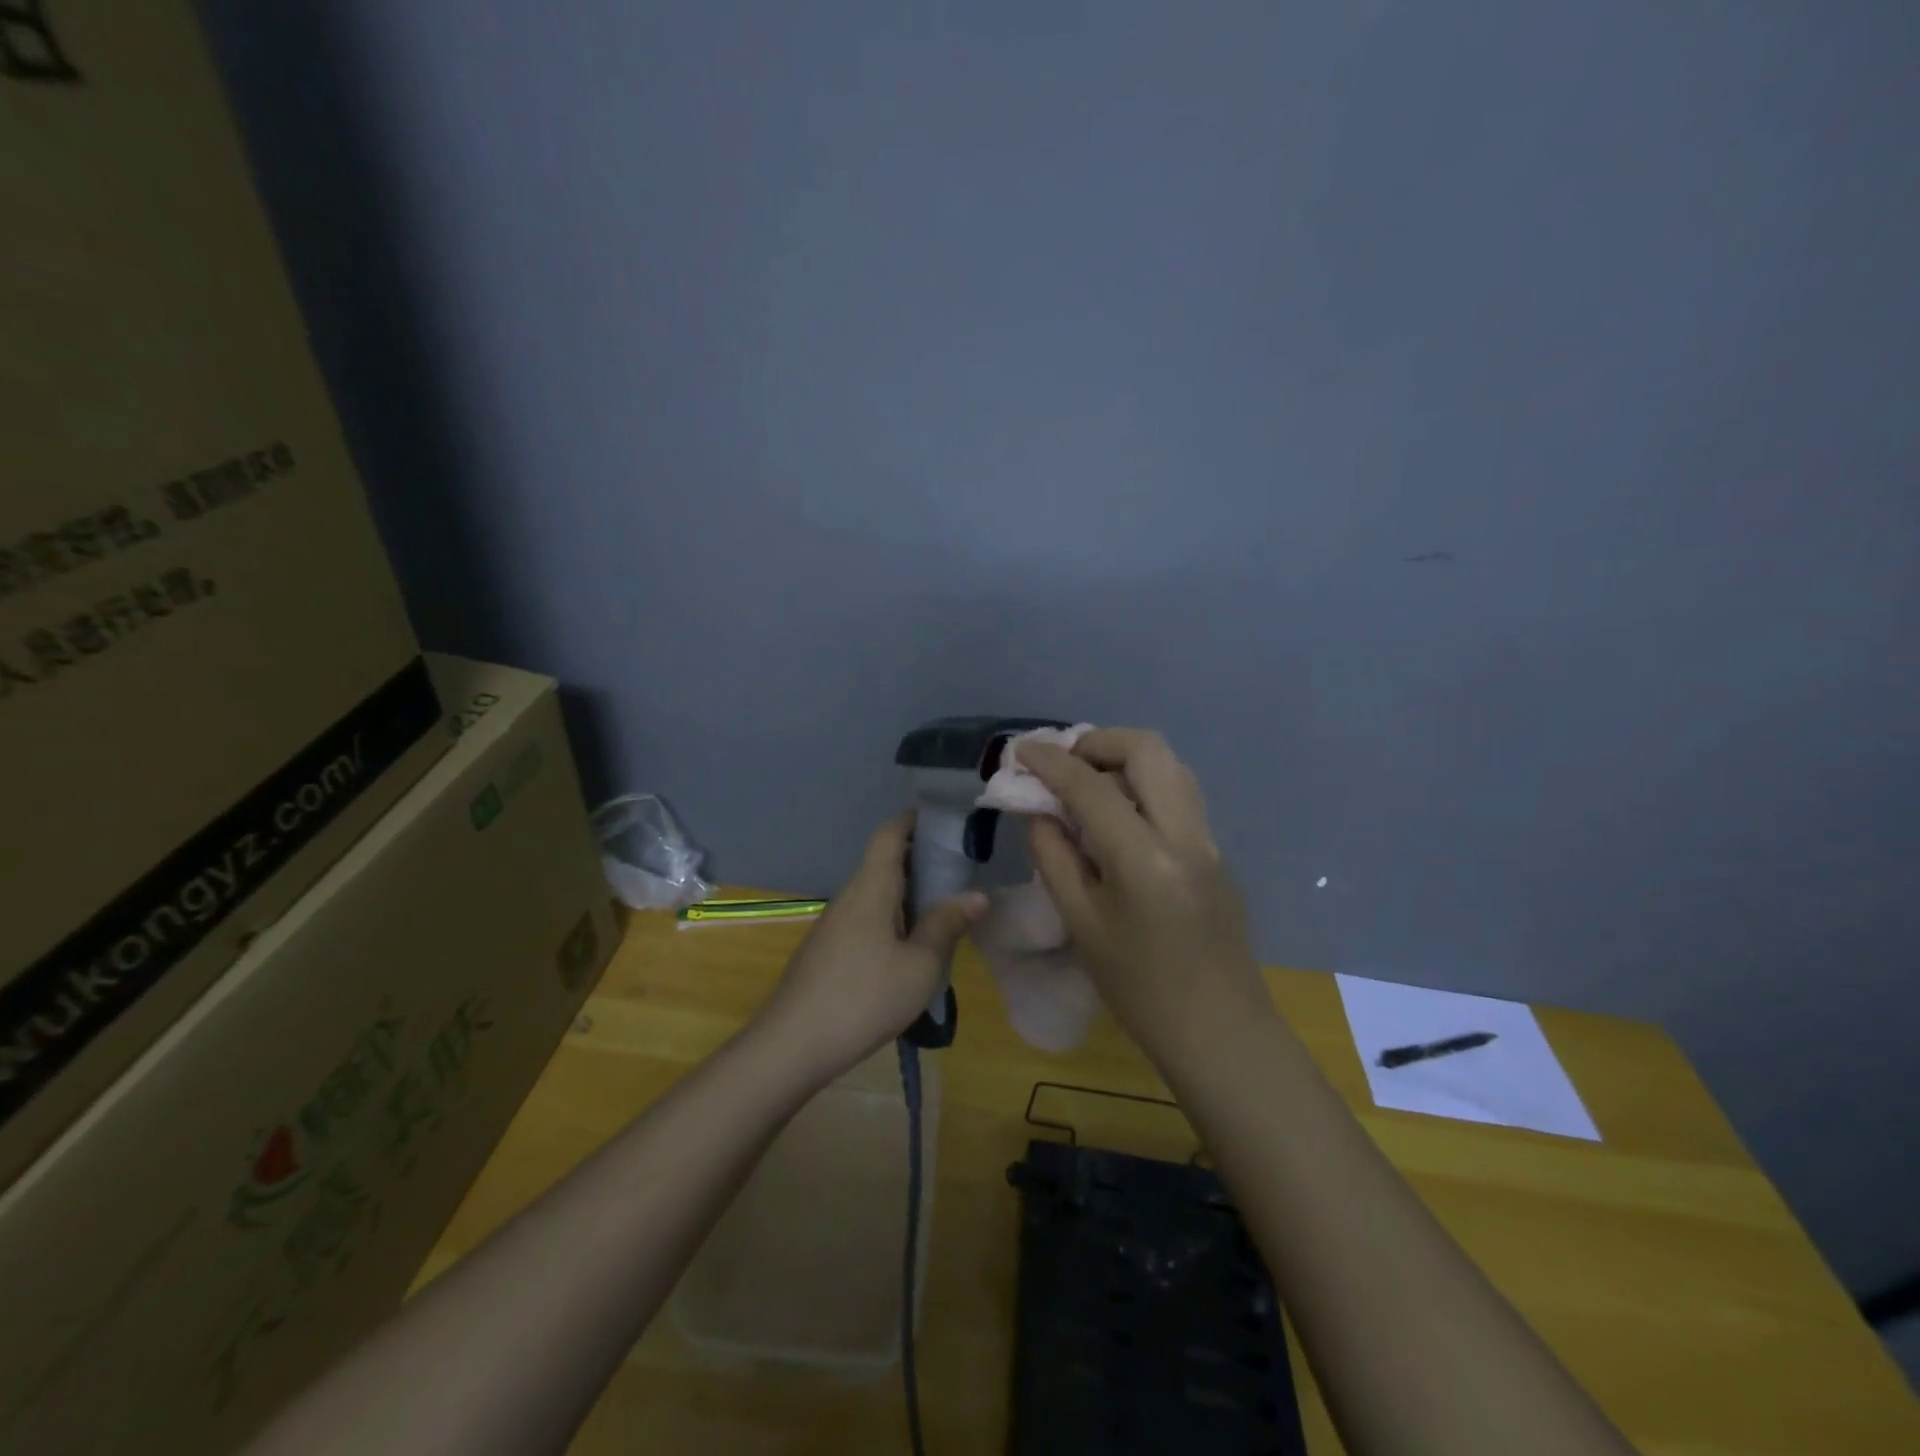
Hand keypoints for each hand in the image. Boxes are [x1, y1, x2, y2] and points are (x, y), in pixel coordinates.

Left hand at [753, 814, 986, 1084]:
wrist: (792, 1045)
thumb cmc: (864, 998)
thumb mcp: (920, 966)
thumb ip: (947, 926)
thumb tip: (976, 895)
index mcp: (871, 888)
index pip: (889, 834)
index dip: (914, 821)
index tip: (946, 823)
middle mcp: (849, 897)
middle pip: (884, 863)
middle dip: (921, 862)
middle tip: (960, 875)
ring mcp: (833, 925)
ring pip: (875, 895)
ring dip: (908, 896)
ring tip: (943, 914)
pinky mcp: (826, 951)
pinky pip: (865, 920)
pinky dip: (892, 920)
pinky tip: (909, 951)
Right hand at [1017, 729, 1271, 1067]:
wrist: (1220, 1032)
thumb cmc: (1139, 990)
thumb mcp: (1082, 924)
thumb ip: (1054, 856)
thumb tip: (1038, 810)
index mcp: (1145, 858)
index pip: (1091, 785)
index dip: (1050, 761)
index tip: (1021, 751)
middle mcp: (1185, 833)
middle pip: (1147, 749)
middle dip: (1097, 742)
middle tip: (1062, 764)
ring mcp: (1209, 839)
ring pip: (1169, 765)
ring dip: (1124, 758)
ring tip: (1086, 783)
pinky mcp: (1216, 851)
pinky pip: (1178, 794)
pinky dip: (1143, 783)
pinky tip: (1117, 814)